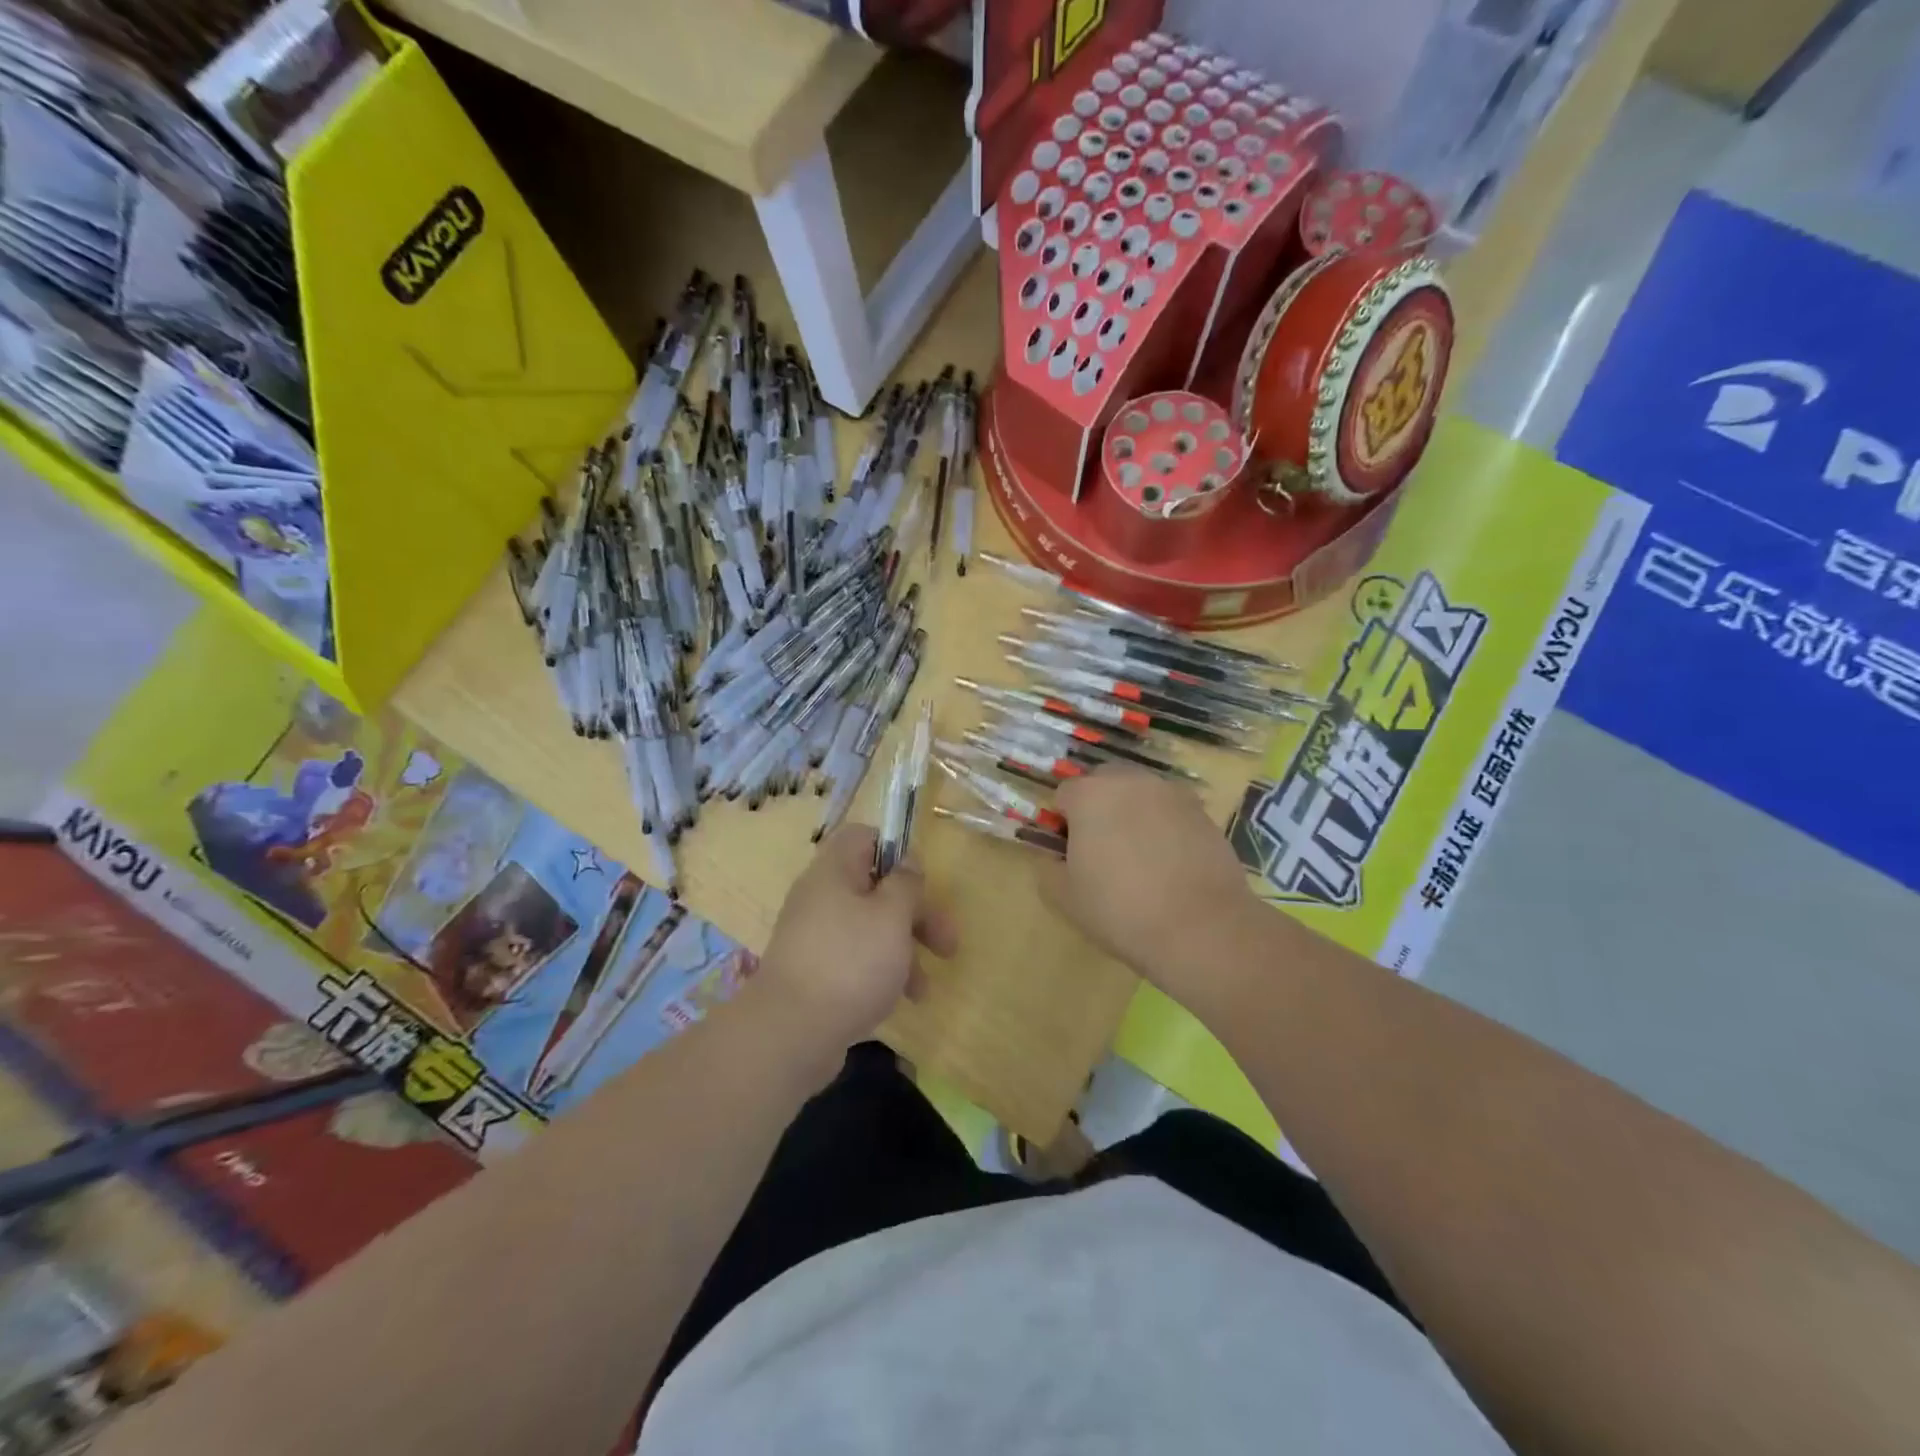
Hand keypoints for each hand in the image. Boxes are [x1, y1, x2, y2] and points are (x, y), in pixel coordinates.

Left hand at [755, 825, 958, 1056]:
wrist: (790, 1033)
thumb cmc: (850, 962)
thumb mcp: (892, 916)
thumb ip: (906, 884)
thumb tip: (908, 861)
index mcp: (834, 871)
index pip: (863, 837)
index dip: (896, 850)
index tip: (922, 881)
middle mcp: (820, 898)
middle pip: (874, 888)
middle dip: (916, 914)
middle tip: (946, 944)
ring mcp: (814, 937)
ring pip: (869, 928)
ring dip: (902, 951)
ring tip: (922, 989)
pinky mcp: (813, 973)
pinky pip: (853, 960)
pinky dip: (879, 973)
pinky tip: (896, 1001)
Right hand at [1044, 765, 1259, 1008]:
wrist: (1201, 928)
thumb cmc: (1120, 910)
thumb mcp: (1064, 898)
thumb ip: (1048, 868)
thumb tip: (1055, 858)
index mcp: (1089, 795)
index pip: (1064, 794)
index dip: (1062, 823)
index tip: (1070, 853)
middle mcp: (1130, 781)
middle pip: (1104, 783)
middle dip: (1098, 808)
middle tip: (1102, 850)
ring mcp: (1171, 793)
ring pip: (1140, 794)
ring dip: (1133, 814)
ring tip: (1140, 857)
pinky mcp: (1203, 812)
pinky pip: (1171, 811)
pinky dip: (1165, 827)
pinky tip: (1170, 864)